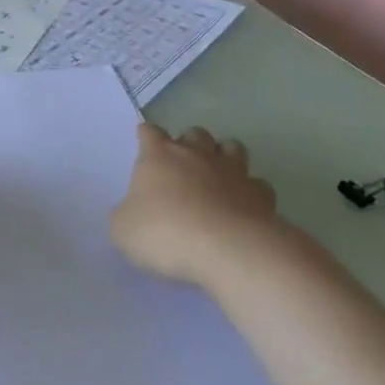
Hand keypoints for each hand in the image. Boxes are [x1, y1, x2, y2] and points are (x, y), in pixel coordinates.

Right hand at [110, 123, 279, 283]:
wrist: (229, 251)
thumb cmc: (166, 234)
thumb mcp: (123, 230)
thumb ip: (126, 215)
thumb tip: (133, 214)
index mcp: (159, 156)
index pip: (150, 132)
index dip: (146, 137)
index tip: (144, 145)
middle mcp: (196, 154)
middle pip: (194, 133)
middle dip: (189, 144)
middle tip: (183, 167)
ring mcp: (233, 172)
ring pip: (232, 148)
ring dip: (224, 157)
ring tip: (218, 178)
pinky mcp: (262, 195)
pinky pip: (257, 184)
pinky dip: (250, 192)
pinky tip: (244, 207)